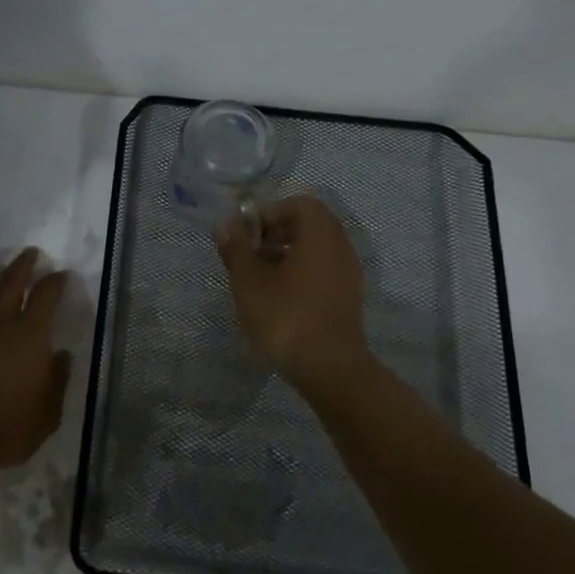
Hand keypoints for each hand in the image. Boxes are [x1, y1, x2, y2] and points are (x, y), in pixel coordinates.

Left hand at [0, 249, 72, 476]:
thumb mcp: (47, 414)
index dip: (55, 281)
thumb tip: (61, 356)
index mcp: (30, 335)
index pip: (46, 295)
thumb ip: (57, 381)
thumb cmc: (7, 428)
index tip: (60, 275)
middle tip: (29, 253)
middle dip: (23, 264)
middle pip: (11, 280)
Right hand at [217, 195, 371, 392]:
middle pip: (310, 224)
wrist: (329, 369)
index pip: (299, 204)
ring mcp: (349, 273)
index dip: (270, 213)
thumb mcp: (249, 282)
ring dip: (289, 253)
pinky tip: (280, 297)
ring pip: (317, 248)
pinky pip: (324, 269)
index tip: (248, 235)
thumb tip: (226, 224)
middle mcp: (340, 247)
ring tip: (262, 278)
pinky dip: (302, 272)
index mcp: (320, 235)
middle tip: (253, 254)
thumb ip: (236, 249)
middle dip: (278, 233)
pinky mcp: (348, 297)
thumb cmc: (286, 317)